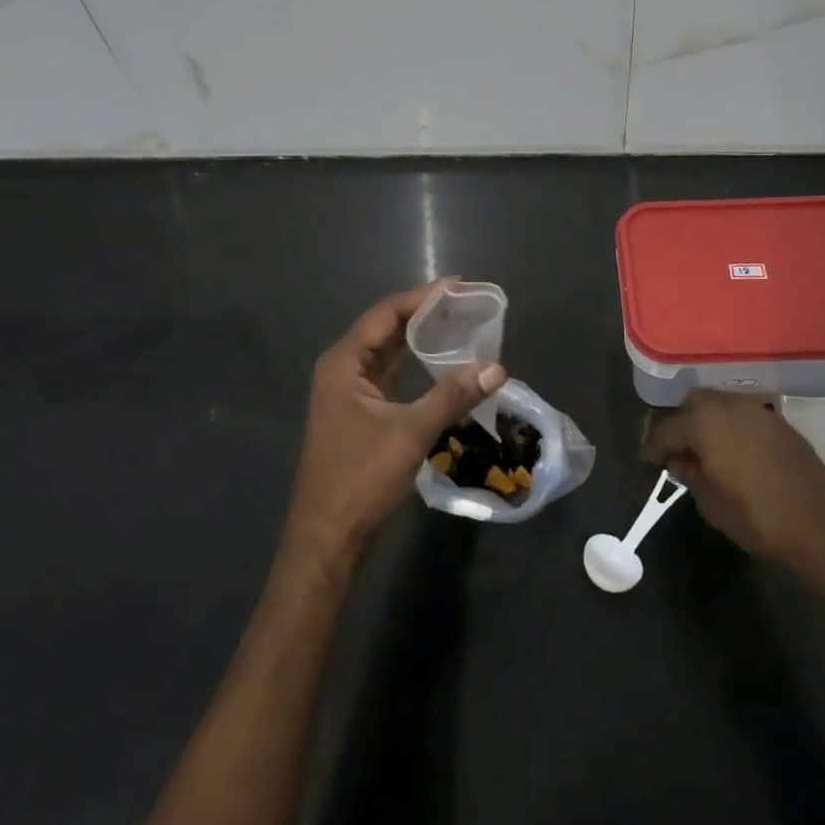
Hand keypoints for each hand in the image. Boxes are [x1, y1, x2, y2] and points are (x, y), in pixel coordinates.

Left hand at [283, 283, 505, 570]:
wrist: (327, 538)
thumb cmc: (361, 478)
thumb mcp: (411, 433)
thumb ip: (453, 396)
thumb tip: (497, 367)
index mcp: (344, 363)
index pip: (386, 314)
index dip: (422, 297)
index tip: (459, 287)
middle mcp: (342, 370)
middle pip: (385, 329)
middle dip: (424, 314)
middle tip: (465, 303)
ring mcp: (348, 393)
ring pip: (388, 353)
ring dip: (419, 339)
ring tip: (459, 325)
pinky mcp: (358, 414)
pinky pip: (389, 376)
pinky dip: (414, 366)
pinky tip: (440, 365)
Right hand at [641, 390, 824, 573]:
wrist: (820, 524)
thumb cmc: (755, 515)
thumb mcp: (709, 501)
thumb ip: (688, 474)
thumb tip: (678, 460)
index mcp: (703, 420)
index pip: (666, 428)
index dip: (653, 446)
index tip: (647, 462)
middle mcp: (728, 404)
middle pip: (692, 404)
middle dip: (679, 424)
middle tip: (674, 450)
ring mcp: (757, 410)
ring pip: (719, 406)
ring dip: (706, 423)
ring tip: (703, 451)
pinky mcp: (779, 422)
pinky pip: (743, 416)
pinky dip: (731, 428)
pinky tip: (732, 452)